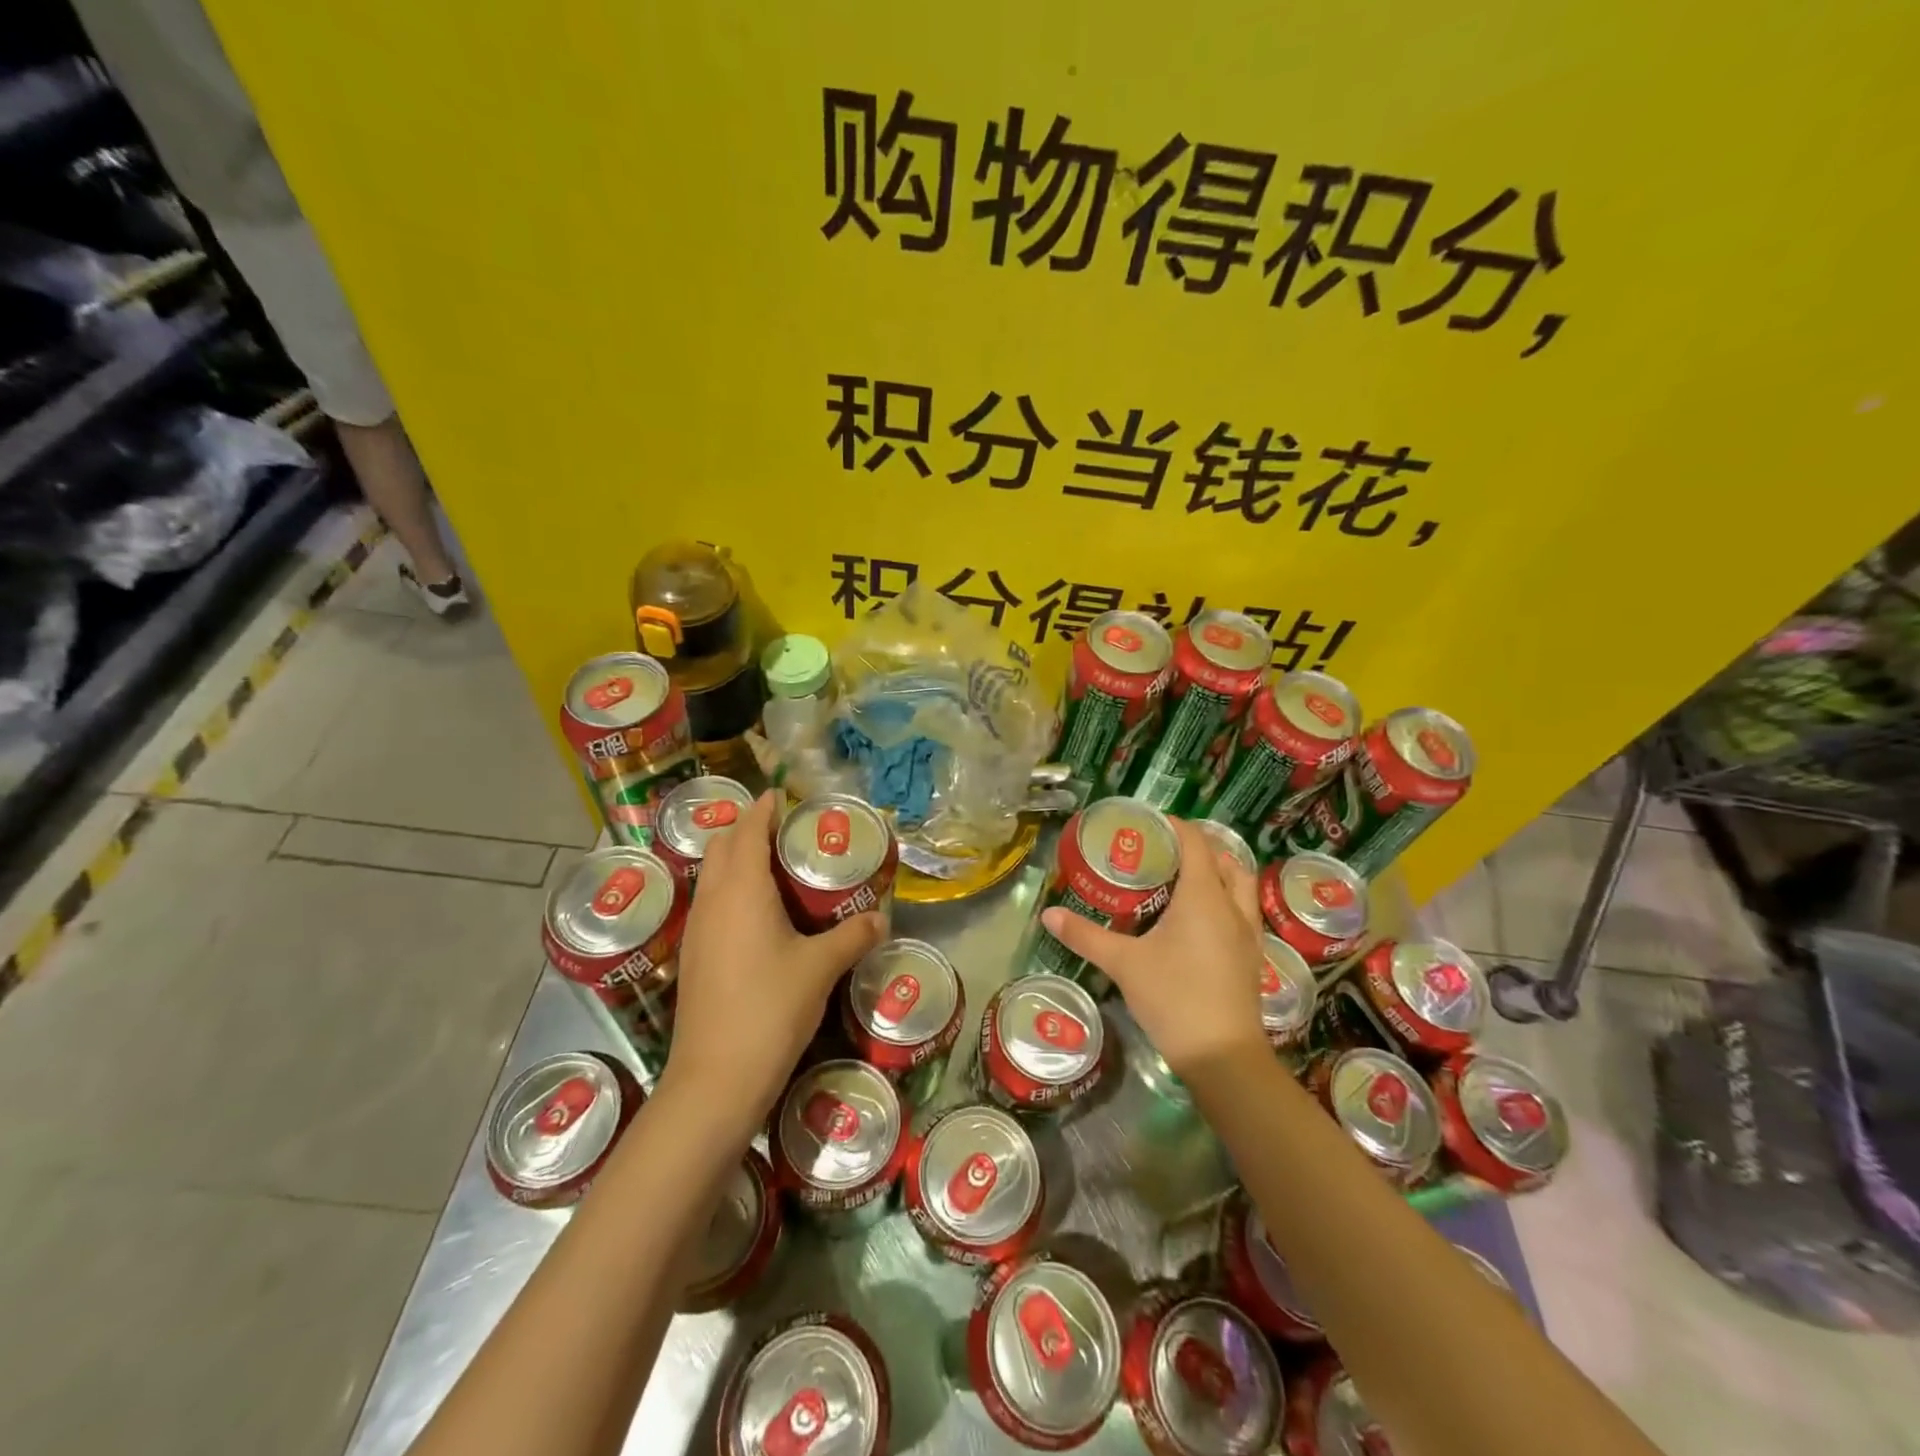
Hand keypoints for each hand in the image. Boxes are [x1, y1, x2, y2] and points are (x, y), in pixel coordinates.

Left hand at [659, 792, 886, 1133]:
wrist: (716, 1079)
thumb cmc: (770, 1008)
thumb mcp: (821, 967)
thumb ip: (853, 935)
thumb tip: (881, 918)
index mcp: (740, 890)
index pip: (748, 830)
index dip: (763, 808)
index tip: (783, 796)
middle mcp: (712, 900)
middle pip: (722, 846)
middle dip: (748, 828)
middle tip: (786, 832)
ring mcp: (697, 929)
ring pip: (712, 874)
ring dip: (736, 859)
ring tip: (776, 866)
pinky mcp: (694, 956)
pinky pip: (711, 902)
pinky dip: (731, 889)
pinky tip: (760, 913)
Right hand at [1041, 817, 1267, 1078]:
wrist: (1223, 1057)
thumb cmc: (1174, 997)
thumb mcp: (1123, 963)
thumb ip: (1085, 936)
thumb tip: (1049, 914)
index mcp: (1204, 896)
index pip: (1195, 842)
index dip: (1173, 825)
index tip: (1146, 822)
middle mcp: (1232, 907)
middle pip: (1224, 859)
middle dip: (1197, 848)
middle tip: (1162, 851)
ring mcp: (1248, 933)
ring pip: (1240, 886)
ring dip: (1218, 873)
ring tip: (1183, 879)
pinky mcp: (1252, 957)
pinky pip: (1242, 912)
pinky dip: (1224, 901)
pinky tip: (1198, 921)